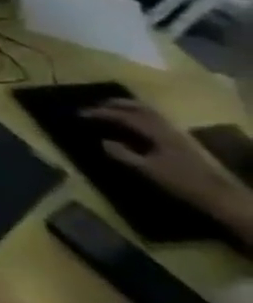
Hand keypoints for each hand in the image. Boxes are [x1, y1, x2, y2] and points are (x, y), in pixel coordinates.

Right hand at [83, 99, 240, 215]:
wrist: (223, 197)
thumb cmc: (183, 183)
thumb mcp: (149, 170)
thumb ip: (123, 155)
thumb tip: (103, 141)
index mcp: (157, 132)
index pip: (124, 115)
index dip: (100, 113)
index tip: (80, 114)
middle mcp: (168, 127)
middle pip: (140, 107)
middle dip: (115, 104)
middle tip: (95, 106)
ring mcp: (178, 133)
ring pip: (150, 112)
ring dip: (129, 108)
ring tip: (112, 111)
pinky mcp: (182, 140)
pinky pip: (157, 120)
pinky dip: (140, 116)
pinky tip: (135, 125)